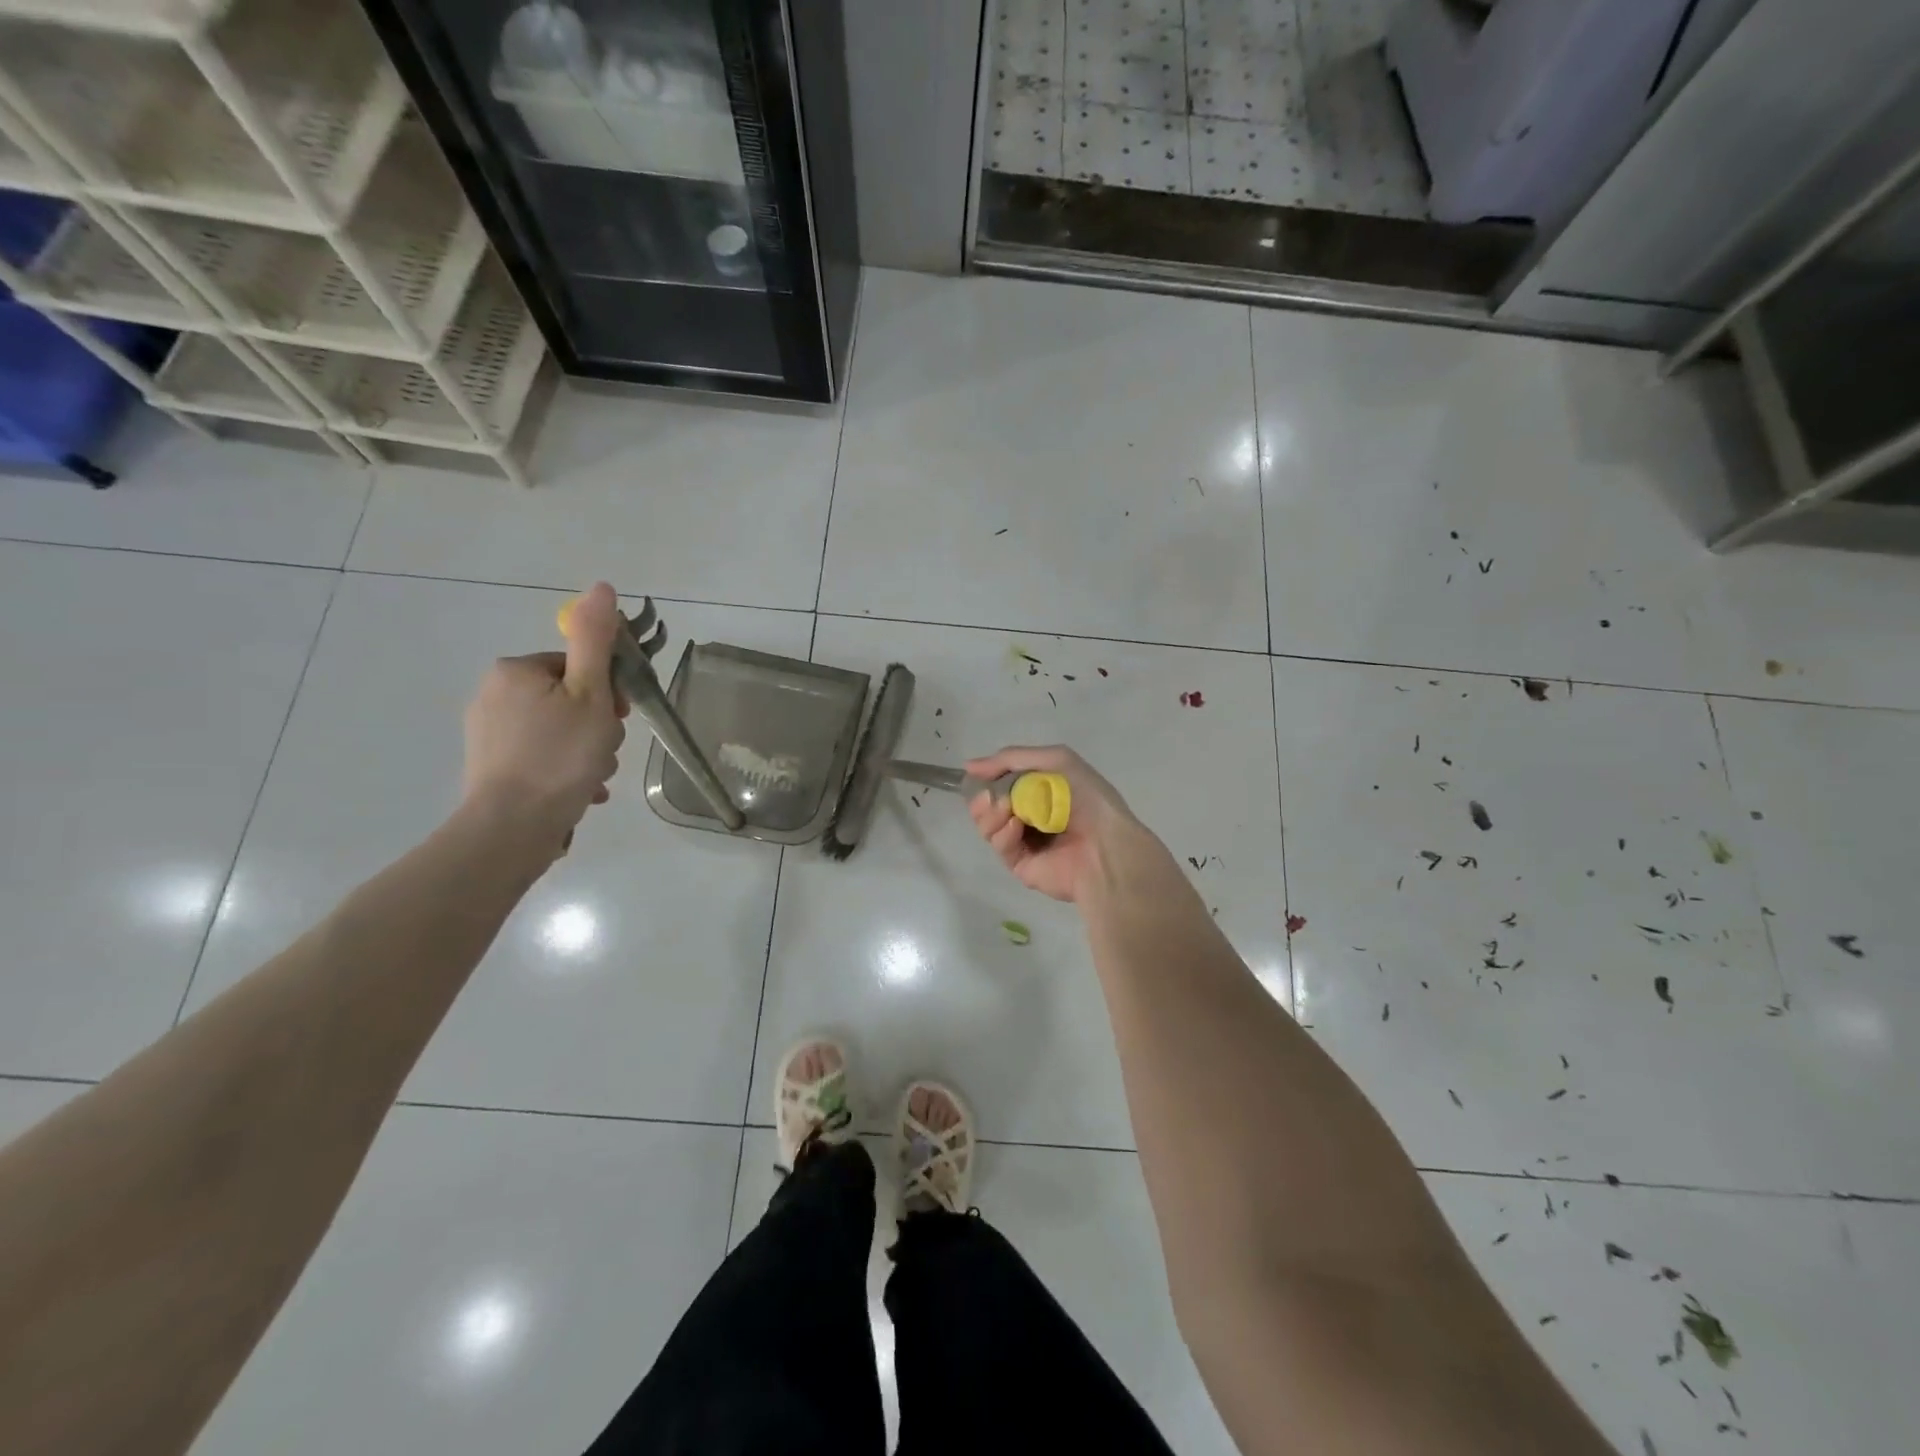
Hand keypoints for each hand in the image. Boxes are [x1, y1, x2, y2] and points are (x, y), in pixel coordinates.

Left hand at [462, 581, 628, 850]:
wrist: (512, 827)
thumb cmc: (560, 756)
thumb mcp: (591, 694)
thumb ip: (595, 640)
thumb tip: (601, 586)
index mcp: (516, 671)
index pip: (578, 668)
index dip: (607, 693)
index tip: (618, 720)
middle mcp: (492, 694)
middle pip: (569, 700)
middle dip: (596, 728)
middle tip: (603, 754)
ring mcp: (487, 733)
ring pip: (558, 732)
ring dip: (585, 753)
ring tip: (592, 780)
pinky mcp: (489, 767)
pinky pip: (540, 758)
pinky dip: (563, 772)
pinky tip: (578, 794)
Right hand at [965, 745, 1151, 903]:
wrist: (1106, 845)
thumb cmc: (1087, 798)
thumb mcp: (1056, 760)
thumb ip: (1012, 758)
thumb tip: (970, 766)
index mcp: (1042, 790)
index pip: (1001, 782)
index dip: (986, 778)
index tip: (975, 774)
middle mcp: (1031, 815)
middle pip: (988, 806)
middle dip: (982, 798)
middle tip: (987, 796)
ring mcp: (1025, 841)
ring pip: (988, 826)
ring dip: (990, 814)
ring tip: (1006, 809)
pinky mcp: (1021, 865)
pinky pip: (1000, 846)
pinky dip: (1003, 833)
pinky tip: (1016, 827)